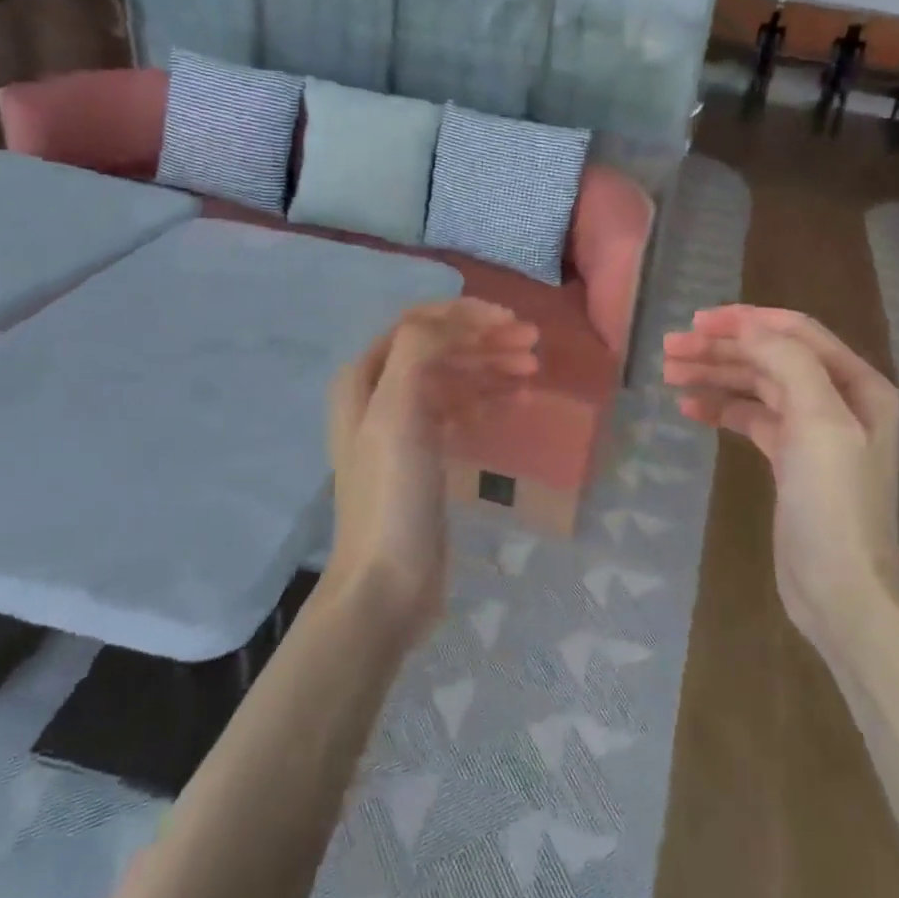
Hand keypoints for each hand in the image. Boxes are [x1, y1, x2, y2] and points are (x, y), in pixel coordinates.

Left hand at [326, 299, 538, 635]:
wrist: (387, 582)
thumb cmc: (391, 492)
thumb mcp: (397, 411)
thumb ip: (420, 351)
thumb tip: (457, 323)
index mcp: (365, 378)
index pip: (418, 325)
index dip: (465, 316)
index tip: (511, 321)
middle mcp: (380, 395)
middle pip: (439, 350)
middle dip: (485, 341)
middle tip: (534, 346)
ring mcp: (403, 427)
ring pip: (453, 379)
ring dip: (491, 368)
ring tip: (533, 370)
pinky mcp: (425, 457)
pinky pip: (459, 412)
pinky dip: (487, 400)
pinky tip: (517, 401)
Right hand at [663, 306, 898, 644]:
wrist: (841, 588)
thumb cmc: (833, 501)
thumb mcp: (819, 421)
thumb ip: (787, 363)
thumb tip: (747, 327)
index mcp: (856, 383)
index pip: (795, 332)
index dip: (745, 321)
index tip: (697, 322)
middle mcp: (837, 400)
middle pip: (771, 357)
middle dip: (721, 349)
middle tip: (669, 349)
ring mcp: (813, 431)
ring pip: (756, 387)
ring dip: (715, 376)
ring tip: (669, 374)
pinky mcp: (790, 459)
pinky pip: (751, 419)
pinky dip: (721, 409)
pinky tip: (690, 409)